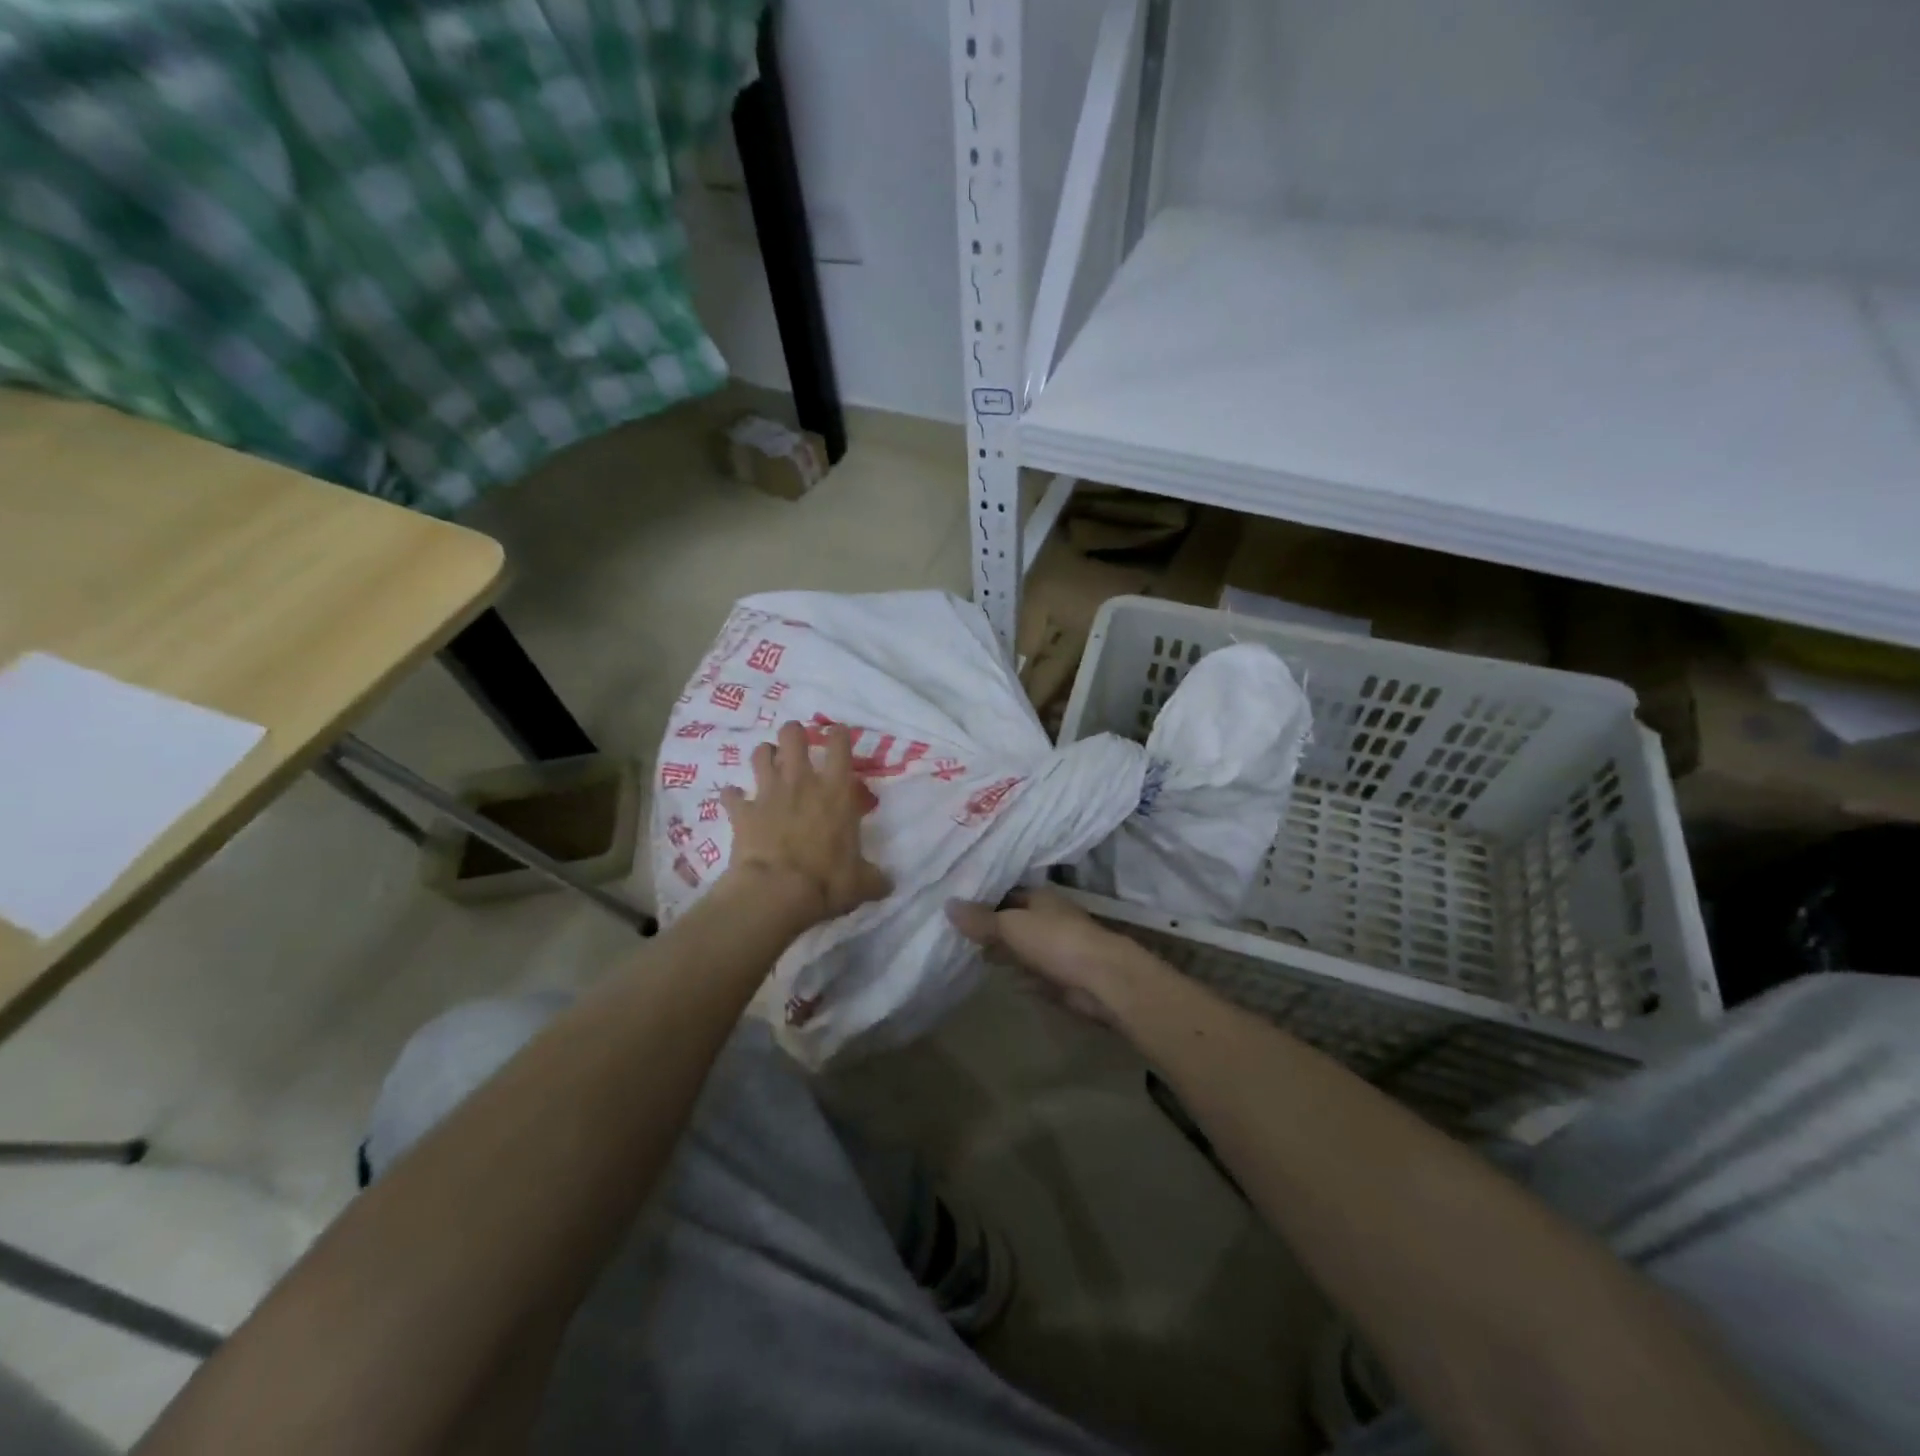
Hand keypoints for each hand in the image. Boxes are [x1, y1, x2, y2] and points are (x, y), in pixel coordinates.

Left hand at [721, 721, 889, 925]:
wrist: (776, 892)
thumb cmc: (827, 881)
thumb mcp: (862, 883)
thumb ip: (875, 878)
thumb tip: (888, 883)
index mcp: (836, 792)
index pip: (840, 747)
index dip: (839, 734)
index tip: (838, 732)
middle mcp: (802, 783)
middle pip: (793, 736)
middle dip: (794, 733)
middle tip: (797, 742)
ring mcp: (768, 794)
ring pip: (760, 754)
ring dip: (764, 755)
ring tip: (768, 762)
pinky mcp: (742, 812)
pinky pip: (731, 795)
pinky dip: (732, 796)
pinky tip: (735, 800)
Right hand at [946, 888, 1148, 1024]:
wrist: (1101, 980)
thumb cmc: (1055, 941)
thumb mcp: (1010, 925)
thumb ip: (980, 919)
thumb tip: (947, 904)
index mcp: (1040, 898)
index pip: (1007, 893)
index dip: (985, 899)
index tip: (958, 907)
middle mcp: (1049, 919)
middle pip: (1015, 921)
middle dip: (992, 928)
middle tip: (960, 935)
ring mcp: (1057, 948)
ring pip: (1024, 948)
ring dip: (1005, 953)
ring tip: (975, 957)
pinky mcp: (1062, 977)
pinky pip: (1034, 974)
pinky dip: (1020, 976)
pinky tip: (1004, 981)